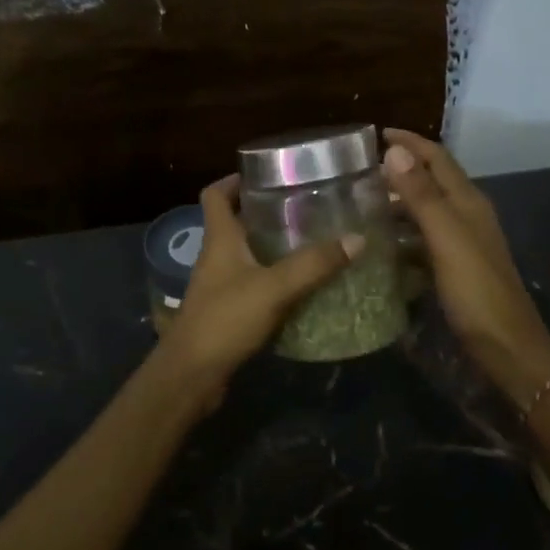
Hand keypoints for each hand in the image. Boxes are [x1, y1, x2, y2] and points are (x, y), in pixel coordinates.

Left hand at [149, 174, 361, 412]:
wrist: (192, 375)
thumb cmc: (225, 319)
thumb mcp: (274, 288)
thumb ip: (313, 264)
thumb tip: (357, 238)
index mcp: (219, 239)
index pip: (215, 195)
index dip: (234, 180)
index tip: (265, 174)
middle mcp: (216, 256)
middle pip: (235, 222)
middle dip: (265, 212)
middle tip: (303, 207)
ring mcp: (220, 285)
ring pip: (246, 254)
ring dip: (272, 247)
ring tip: (311, 241)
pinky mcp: (228, 311)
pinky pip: (254, 285)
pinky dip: (275, 280)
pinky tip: (303, 286)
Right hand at [381, 129, 549, 403]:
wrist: (507, 347)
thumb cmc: (476, 290)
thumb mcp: (445, 238)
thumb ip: (421, 194)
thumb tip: (394, 150)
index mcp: (467, 201)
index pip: (437, 157)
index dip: (409, 142)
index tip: (374, 134)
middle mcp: (467, 214)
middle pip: (431, 180)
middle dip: (399, 169)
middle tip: (359, 171)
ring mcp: (462, 242)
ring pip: (426, 210)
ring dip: (398, 201)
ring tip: (361, 204)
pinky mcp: (454, 266)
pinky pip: (423, 238)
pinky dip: (402, 233)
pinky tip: (381, 244)